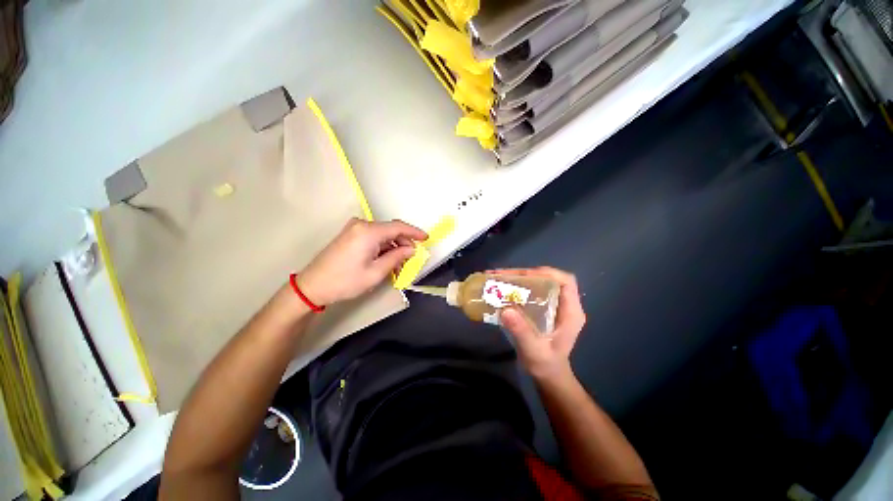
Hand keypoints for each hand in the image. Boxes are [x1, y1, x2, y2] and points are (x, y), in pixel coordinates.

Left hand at [298, 218, 426, 305]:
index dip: (414, 232)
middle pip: (390, 230)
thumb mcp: (376, 272)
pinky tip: (386, 260)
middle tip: (411, 259)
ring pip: (382, 235)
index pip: (398, 227)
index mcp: (369, 231)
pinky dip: (382, 247)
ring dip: (393, 247)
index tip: (426, 238)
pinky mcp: (350, 234)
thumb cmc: (346, 281)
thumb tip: (411, 249)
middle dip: (403, 243)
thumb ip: (397, 257)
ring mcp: (354, 228)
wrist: (313, 286)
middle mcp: (362, 224)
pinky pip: (373, 237)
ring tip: (398, 265)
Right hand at [494, 267, 586, 381]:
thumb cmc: (545, 365)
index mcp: (571, 312)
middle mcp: (564, 305)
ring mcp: (554, 305)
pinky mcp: (544, 308)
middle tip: (502, 275)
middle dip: (525, 274)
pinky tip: (502, 288)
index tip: (524, 275)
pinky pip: (532, 290)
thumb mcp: (534, 350)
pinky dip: (517, 286)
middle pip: (548, 279)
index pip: (566, 281)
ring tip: (497, 278)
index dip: (547, 273)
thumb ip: (522, 332)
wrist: (548, 375)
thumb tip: (506, 310)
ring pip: (538, 282)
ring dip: (518, 278)